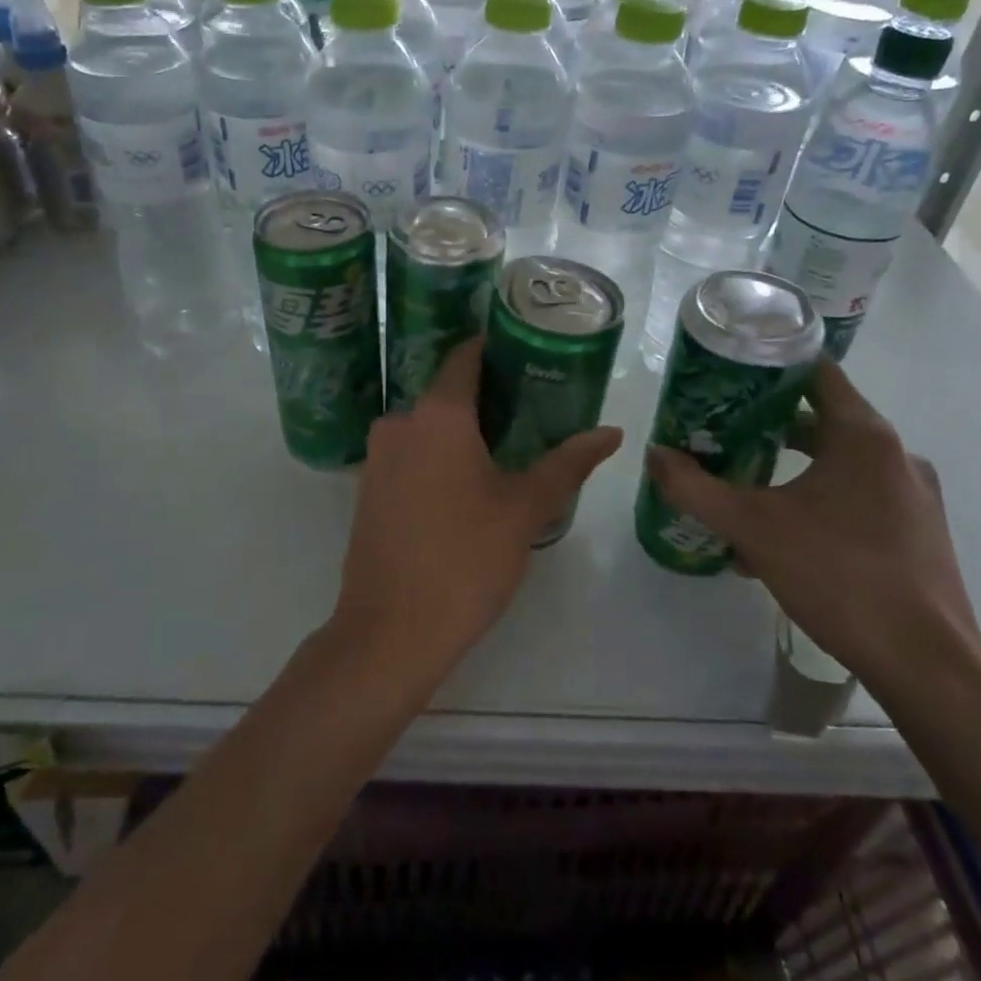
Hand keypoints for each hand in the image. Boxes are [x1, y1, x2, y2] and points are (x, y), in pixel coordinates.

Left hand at [332, 338, 622, 693]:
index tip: (529, 352)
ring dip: (462, 429)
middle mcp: (400, 423)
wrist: (390, 632)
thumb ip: (568, 463)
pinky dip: (437, 455)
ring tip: (508, 446)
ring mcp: (377, 457)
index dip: (496, 348)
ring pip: (427, 426)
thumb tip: (612, 432)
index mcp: (438, 415)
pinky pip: (409, 454)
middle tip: (533, 407)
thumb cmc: (465, 559)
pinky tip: (466, 482)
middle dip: (488, 395)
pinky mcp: (368, 489)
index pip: (466, 357)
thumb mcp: (525, 509)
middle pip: (448, 392)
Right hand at [644, 357, 980, 700]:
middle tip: (722, 436)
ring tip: (746, 493)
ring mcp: (914, 496)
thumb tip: (655, 455)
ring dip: (791, 471)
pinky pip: (859, 500)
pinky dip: (819, 504)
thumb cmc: (838, 576)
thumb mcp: (752, 527)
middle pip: (823, 419)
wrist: (926, 666)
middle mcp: (896, 454)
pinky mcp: (920, 533)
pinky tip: (785, 543)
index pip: (815, 370)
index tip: (728, 376)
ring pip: (839, 465)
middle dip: (768, 427)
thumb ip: (696, 488)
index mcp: (863, 435)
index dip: (769, 365)